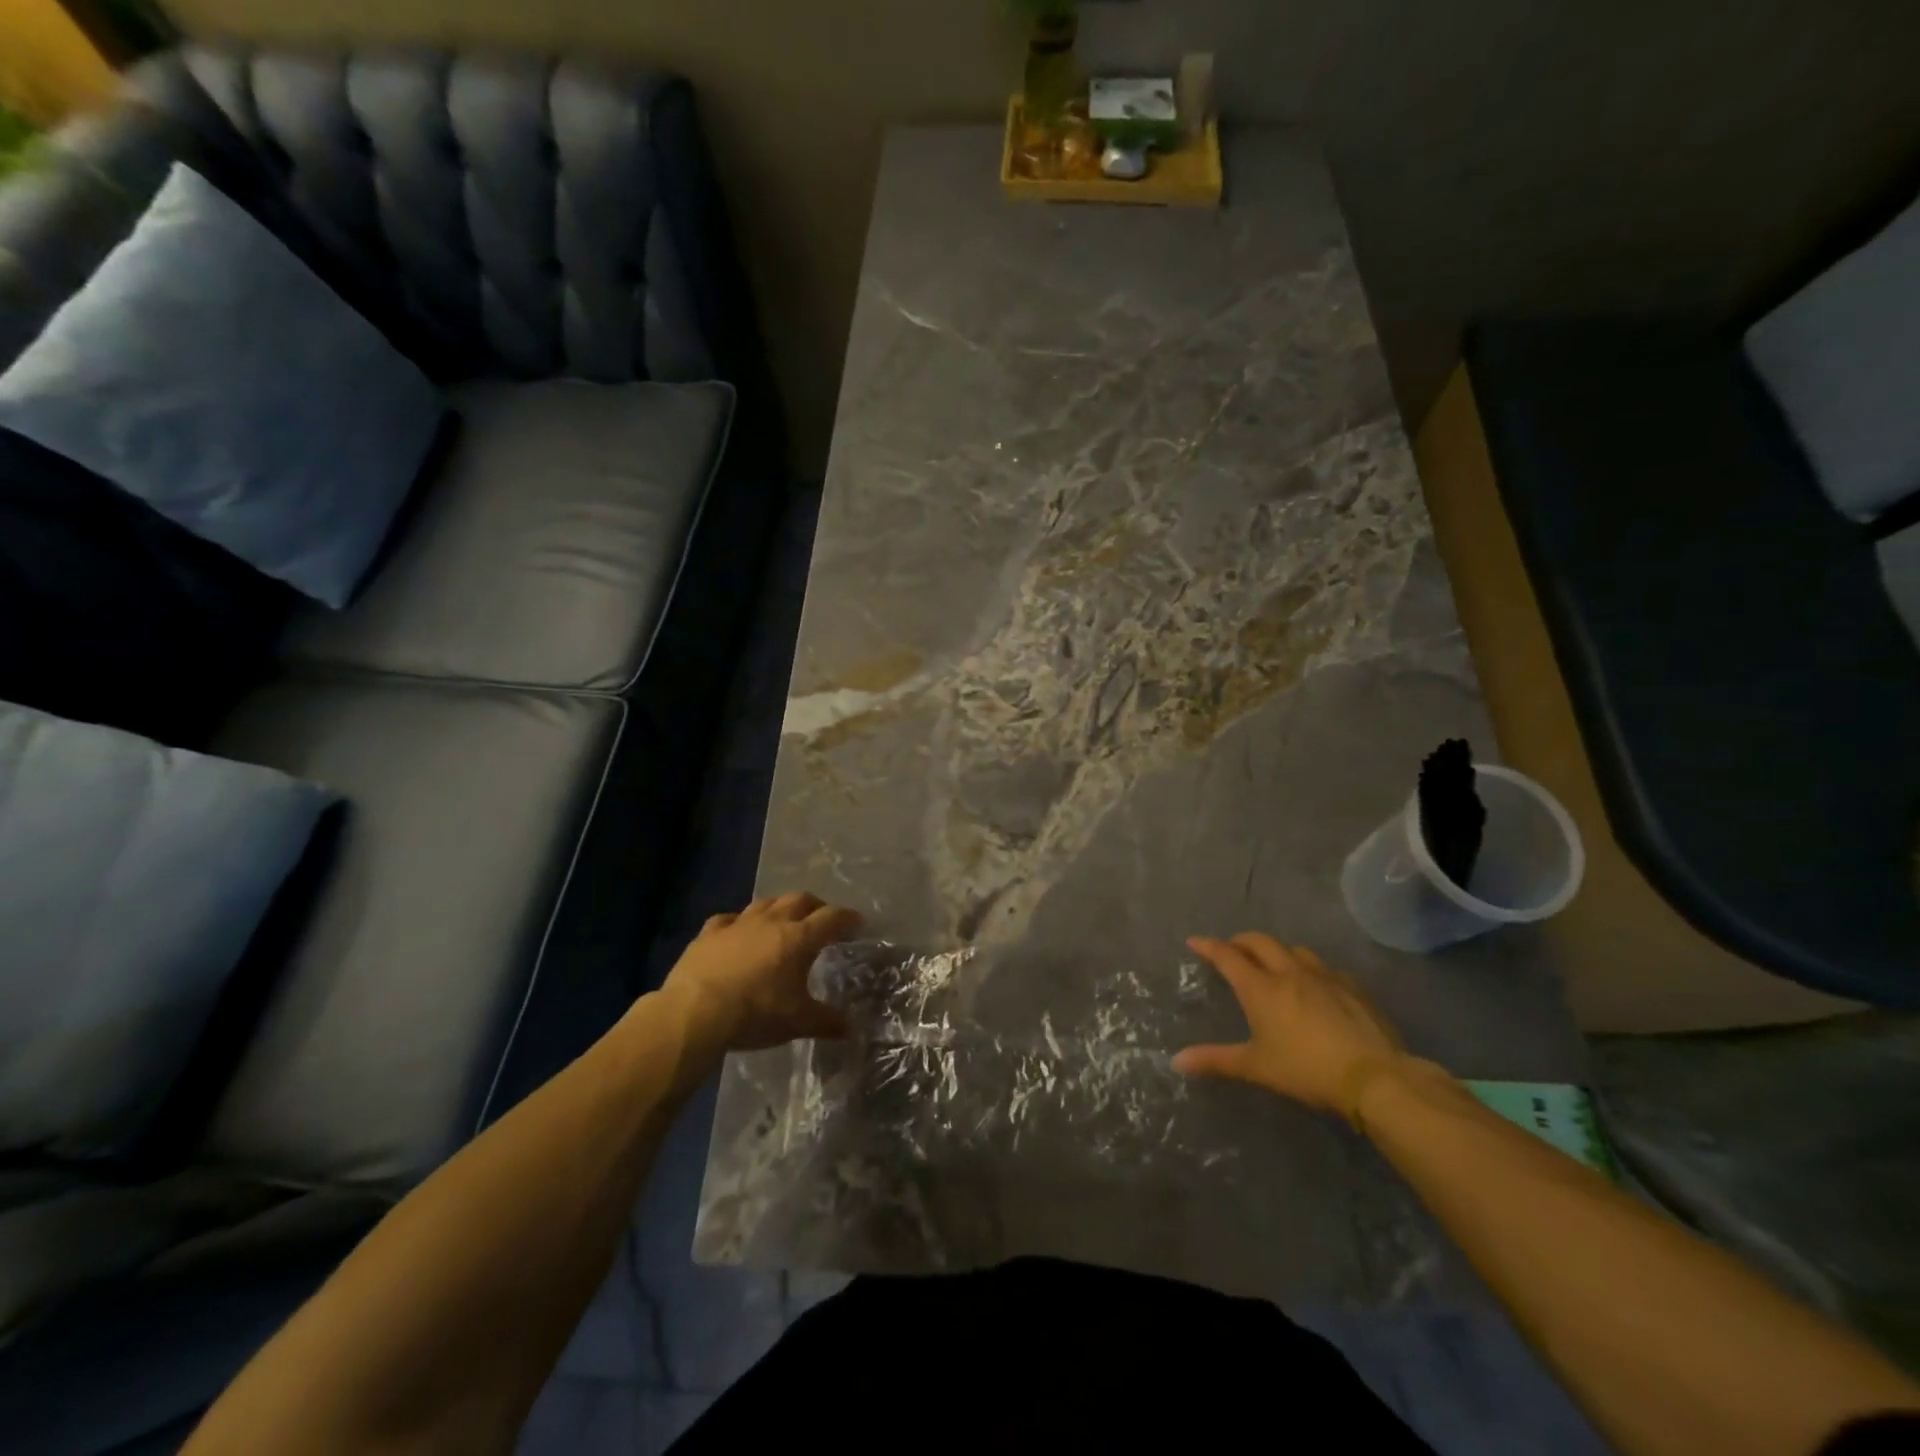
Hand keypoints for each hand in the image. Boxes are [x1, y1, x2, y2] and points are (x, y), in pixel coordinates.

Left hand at [661, 893, 861, 1051]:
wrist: (696, 1012)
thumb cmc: (755, 1013)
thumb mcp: (797, 1022)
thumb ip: (826, 1022)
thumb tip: (851, 1029)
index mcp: (799, 938)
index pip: (831, 918)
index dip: (847, 918)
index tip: (858, 922)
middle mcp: (771, 922)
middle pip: (800, 900)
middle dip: (816, 906)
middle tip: (822, 918)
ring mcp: (738, 924)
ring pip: (765, 903)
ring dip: (779, 907)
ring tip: (783, 919)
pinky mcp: (709, 933)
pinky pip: (728, 919)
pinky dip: (738, 923)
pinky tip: (737, 931)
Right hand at [1171, 934, 1405, 1117]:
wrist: (1373, 1077)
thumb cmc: (1306, 1069)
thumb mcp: (1256, 1067)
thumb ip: (1216, 1060)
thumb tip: (1177, 1061)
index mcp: (1261, 988)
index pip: (1227, 956)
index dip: (1208, 946)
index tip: (1195, 941)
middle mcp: (1289, 972)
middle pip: (1259, 942)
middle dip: (1241, 942)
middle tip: (1232, 950)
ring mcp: (1324, 977)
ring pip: (1294, 950)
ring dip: (1277, 951)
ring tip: (1272, 964)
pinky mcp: (1352, 987)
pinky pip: (1324, 968)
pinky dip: (1309, 969)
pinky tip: (1315, 986)